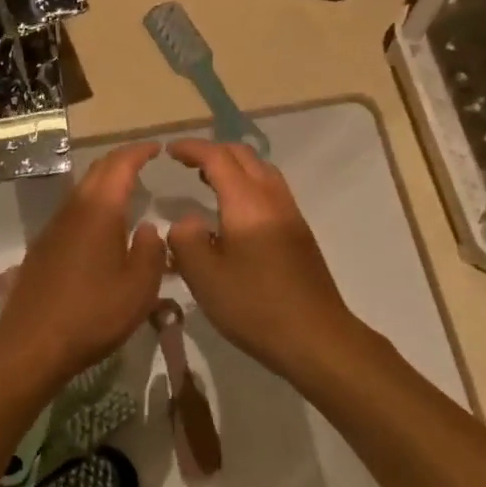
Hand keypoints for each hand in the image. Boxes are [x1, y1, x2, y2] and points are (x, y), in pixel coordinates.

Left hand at [0, 144, 168, 383]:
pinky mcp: (42, 247)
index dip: (139, 152)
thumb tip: (149, 229)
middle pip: (97, 171)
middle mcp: (73, 210)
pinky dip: (91, 205)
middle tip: (144, 162)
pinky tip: (101, 226)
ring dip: (104, 182)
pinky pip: (71, 212)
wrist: (32, 343)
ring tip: (127, 191)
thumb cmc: (92, 314)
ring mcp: (53, 228)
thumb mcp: (139, 288)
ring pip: (81, 190)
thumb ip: (151, 252)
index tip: (157, 148)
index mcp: (99, 211)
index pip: (120, 165)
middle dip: (121, 161)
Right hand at [165, 140, 363, 384]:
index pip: (217, 158)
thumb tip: (186, 221)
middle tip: (186, 162)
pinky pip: (270, 192)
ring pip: (262, 172)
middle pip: (244, 156)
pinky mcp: (299, 234)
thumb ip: (186, 240)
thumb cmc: (255, 306)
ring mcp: (291, 215)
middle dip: (214, 151)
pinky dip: (247, 185)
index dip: (192, 149)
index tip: (169, 151)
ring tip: (207, 181)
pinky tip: (233, 214)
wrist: (316, 337)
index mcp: (247, 203)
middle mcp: (273, 199)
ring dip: (234, 166)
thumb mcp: (205, 276)